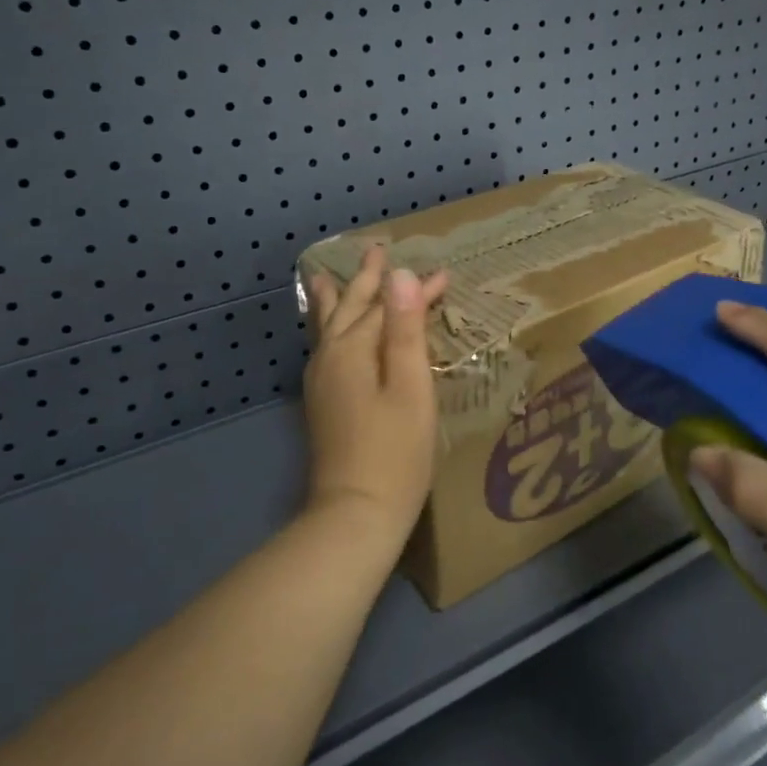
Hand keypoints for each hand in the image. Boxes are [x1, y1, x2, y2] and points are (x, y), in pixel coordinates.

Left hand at [302, 246, 449, 537]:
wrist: (355, 515)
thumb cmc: (395, 452)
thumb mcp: (410, 387)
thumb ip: (405, 329)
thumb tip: (402, 275)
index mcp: (354, 350)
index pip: (388, 306)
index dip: (416, 290)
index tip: (444, 274)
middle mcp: (330, 358)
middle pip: (349, 308)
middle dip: (367, 280)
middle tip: (376, 251)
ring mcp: (322, 381)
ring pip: (328, 326)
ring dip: (337, 299)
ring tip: (325, 278)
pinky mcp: (323, 403)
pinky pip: (326, 347)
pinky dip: (330, 327)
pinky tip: (328, 333)